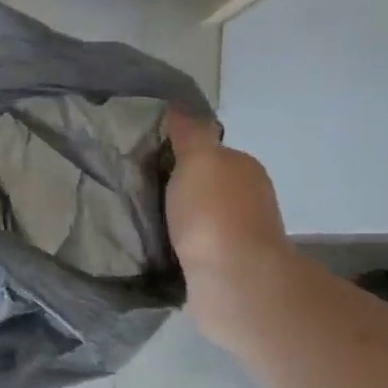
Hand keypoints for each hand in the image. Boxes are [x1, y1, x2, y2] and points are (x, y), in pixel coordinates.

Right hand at [164, 111, 295, 338]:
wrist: (233, 281)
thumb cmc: (214, 214)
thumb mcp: (199, 159)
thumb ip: (190, 133)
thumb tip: (180, 106)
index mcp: (243, 168)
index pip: (208, 152)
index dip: (179, 154)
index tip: (147, 161)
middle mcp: (249, 198)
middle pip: (205, 184)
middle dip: (177, 187)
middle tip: (138, 190)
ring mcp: (240, 235)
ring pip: (200, 216)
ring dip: (178, 218)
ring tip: (142, 220)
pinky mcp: (226, 266)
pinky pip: (196, 245)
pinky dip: (180, 244)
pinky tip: (158, 247)